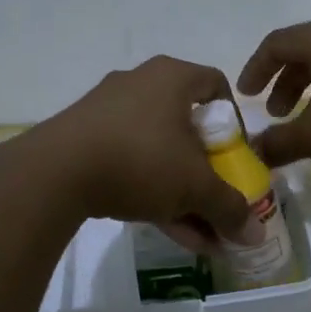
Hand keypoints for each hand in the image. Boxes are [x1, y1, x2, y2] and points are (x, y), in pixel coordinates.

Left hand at [22, 56, 255, 248]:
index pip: (215, 84)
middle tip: (217, 199)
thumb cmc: (140, 159)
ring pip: (157, 149)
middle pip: (186, 124)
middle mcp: (139, 84)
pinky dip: (149, 190)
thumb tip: (255, 235)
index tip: (236, 155)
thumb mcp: (194, 187)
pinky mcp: (83, 137)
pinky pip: (128, 160)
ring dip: (180, 190)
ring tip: (198, 233)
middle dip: (206, 170)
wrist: (55, 172)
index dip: (233, 120)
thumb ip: (229, 207)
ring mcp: (107, 110)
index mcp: (171, 77)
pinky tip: (165, 230)